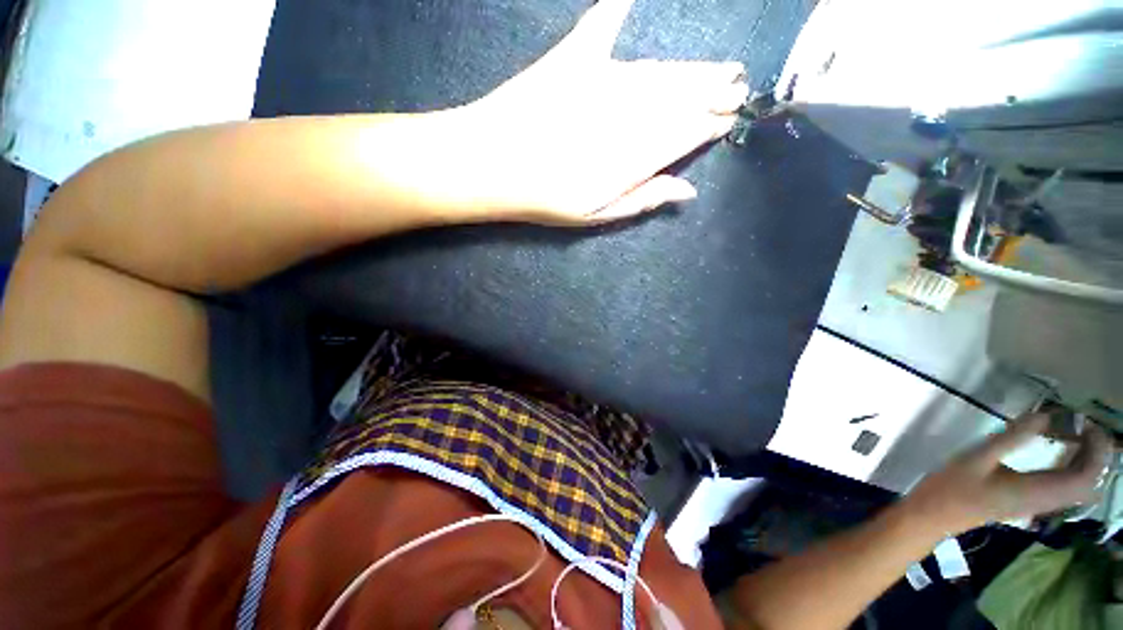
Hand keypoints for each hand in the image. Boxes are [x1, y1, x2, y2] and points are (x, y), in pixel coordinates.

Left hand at [455, 0, 746, 224]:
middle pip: (680, 99)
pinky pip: (606, 27)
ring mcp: (602, 80)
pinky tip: (635, 0)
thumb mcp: (595, 215)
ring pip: (659, 72)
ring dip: (692, 69)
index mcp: (633, 155)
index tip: (730, 118)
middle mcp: (628, 113)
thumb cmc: (544, 199)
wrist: (490, 164)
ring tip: (720, 66)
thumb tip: (687, 191)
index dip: (709, 125)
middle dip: (713, 91)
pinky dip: (622, 11)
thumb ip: (642, 200)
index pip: (685, 134)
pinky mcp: (573, 58)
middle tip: (738, 84)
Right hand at [902, 414, 1114, 536]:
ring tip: (1072, 433)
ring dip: (1084, 459)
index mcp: (1036, 491)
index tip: (1084, 421)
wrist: (934, 515)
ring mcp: (1038, 504)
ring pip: (1078, 485)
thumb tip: (1045, 415)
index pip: (1086, 475)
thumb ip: (1012, 438)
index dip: (1096, 448)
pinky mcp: (1030, 502)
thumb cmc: (953, 486)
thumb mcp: (977, 457)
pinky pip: (1064, 487)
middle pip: (1087, 481)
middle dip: (1094, 452)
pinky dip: (1071, 468)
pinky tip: (1059, 453)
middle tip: (1079, 424)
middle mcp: (1045, 500)